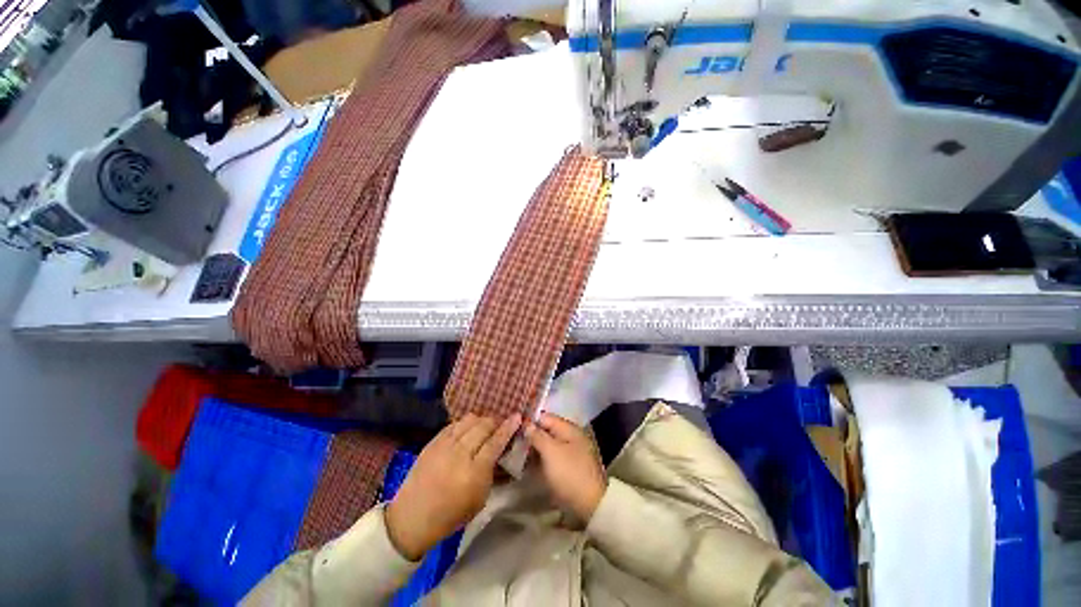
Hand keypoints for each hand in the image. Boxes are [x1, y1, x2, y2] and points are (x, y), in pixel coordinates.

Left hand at [385, 413, 520, 560]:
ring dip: (480, 420)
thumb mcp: (480, 498)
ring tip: (484, 426)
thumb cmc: (451, 515)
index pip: (496, 441)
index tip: (518, 416)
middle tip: (500, 424)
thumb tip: (501, 451)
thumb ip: (492, 471)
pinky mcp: (433, 442)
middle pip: (483, 425)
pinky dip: (464, 424)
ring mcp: (444, 445)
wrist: (412, 517)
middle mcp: (460, 453)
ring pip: (468, 420)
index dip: (508, 427)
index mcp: (474, 472)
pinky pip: (453, 424)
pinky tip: (467, 430)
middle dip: (495, 421)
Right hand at [525, 413, 606, 522]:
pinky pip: (551, 457)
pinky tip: (528, 465)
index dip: (530, 421)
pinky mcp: (568, 467)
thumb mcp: (551, 452)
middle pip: (547, 431)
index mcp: (569, 428)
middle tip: (513, 443)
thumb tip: (527, 424)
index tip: (514, 428)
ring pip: (548, 445)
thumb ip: (538, 436)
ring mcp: (570, 452)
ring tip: (517, 454)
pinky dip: (540, 459)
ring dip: (534, 449)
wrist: (590, 505)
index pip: (546, 417)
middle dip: (531, 436)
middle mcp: (571, 437)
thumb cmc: (569, 473)